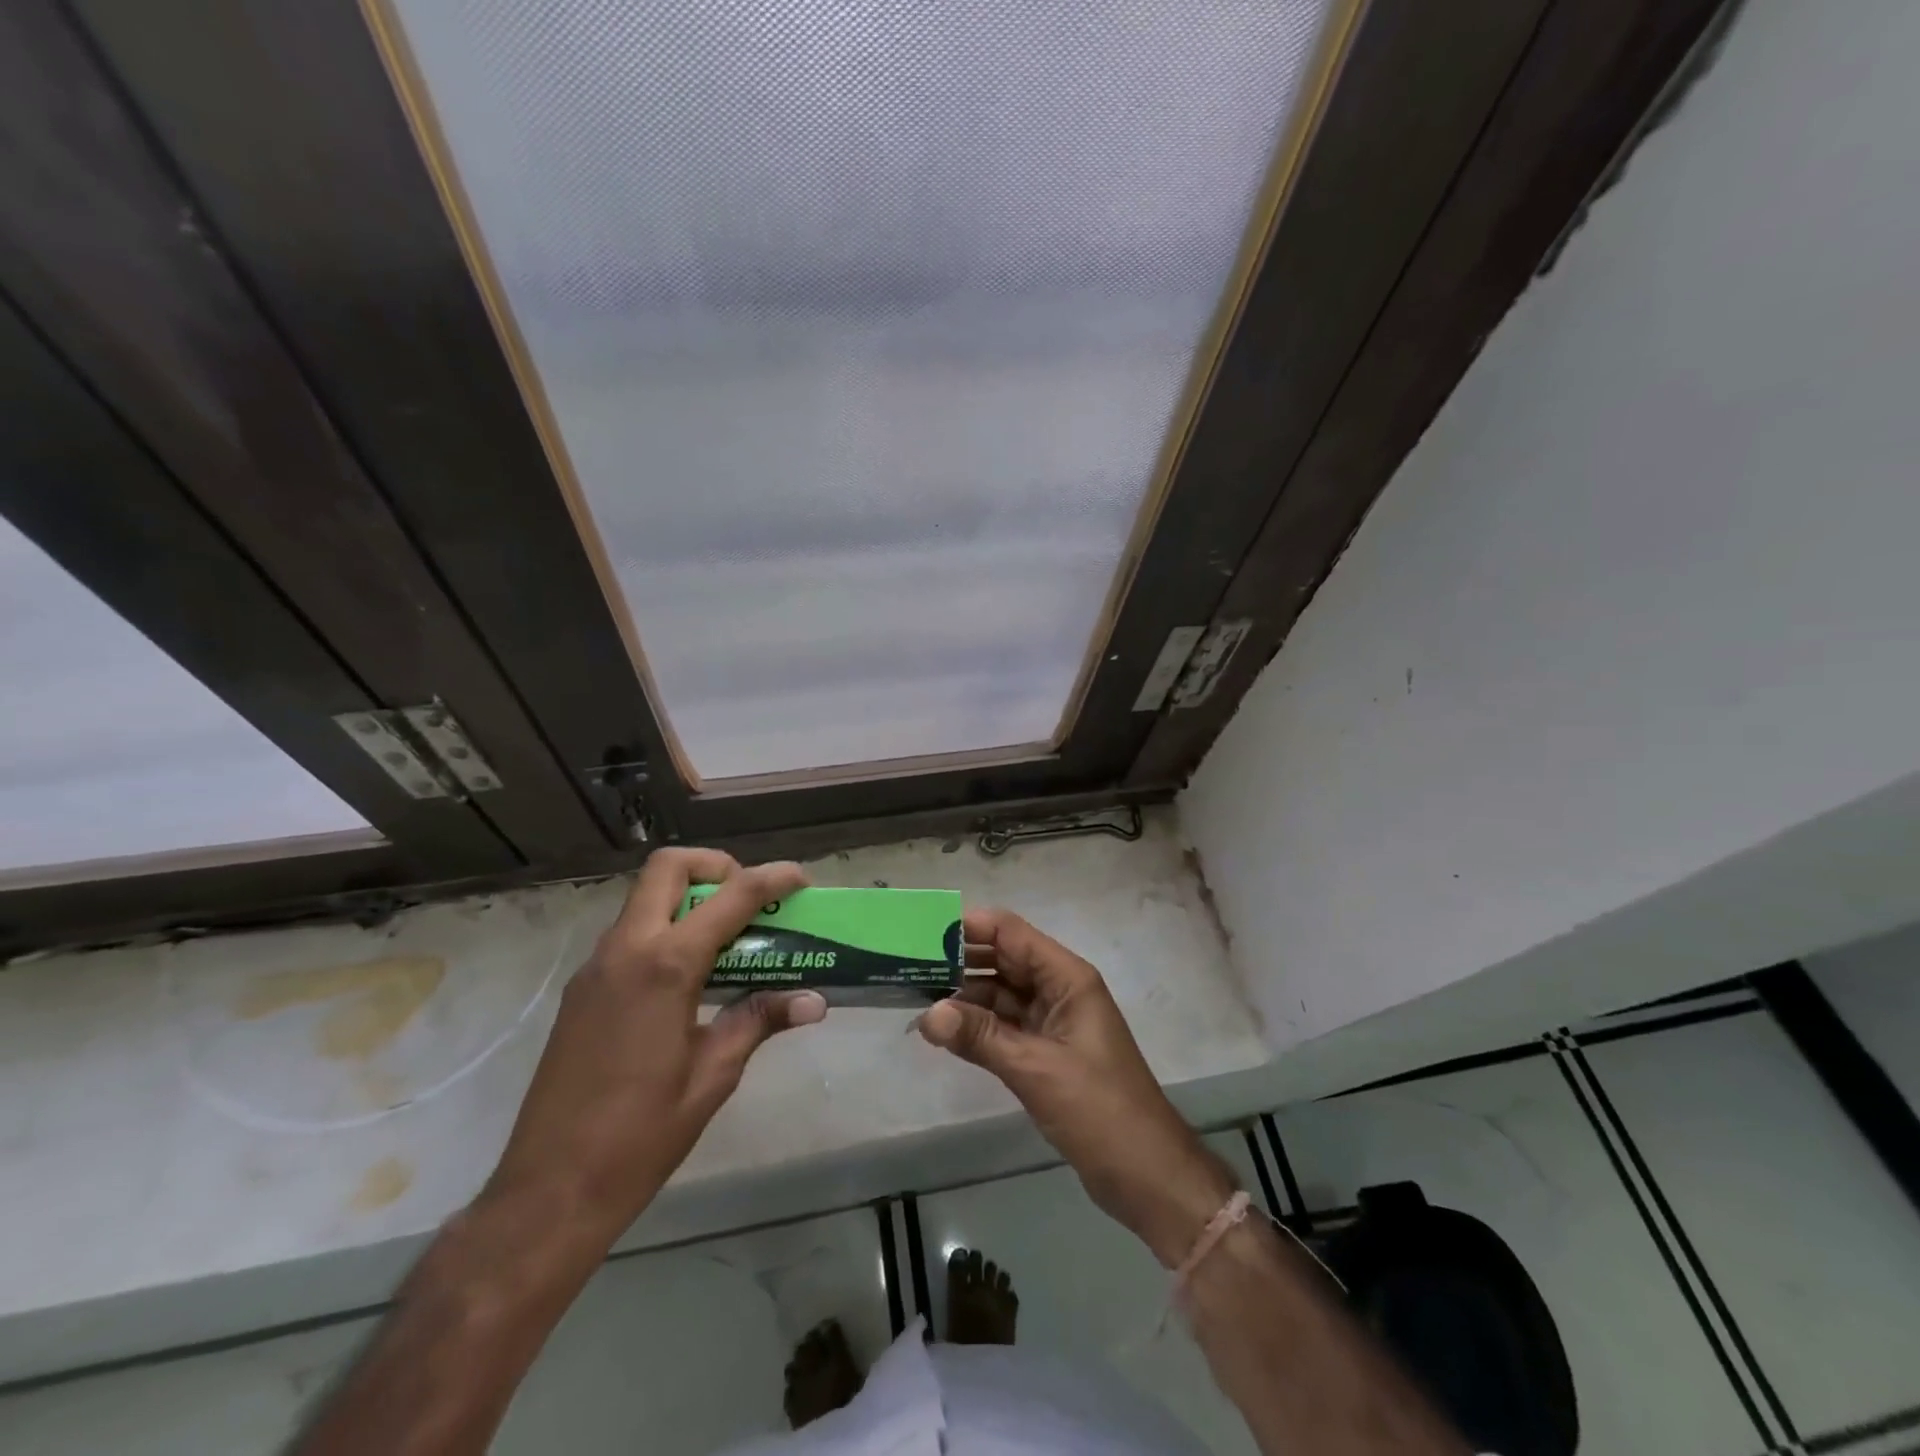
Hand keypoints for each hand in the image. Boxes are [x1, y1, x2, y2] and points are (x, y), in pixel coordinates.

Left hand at [487, 849, 827, 1247]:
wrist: (549, 1192)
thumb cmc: (640, 1136)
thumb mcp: (712, 1076)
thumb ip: (759, 1021)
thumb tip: (815, 1001)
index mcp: (664, 966)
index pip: (729, 897)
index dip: (771, 879)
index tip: (801, 879)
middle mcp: (625, 950)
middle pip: (668, 868)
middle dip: (715, 866)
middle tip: (749, 898)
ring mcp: (596, 968)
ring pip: (645, 898)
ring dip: (689, 897)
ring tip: (728, 938)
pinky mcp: (582, 990)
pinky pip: (629, 933)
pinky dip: (665, 928)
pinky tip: (690, 977)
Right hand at [918, 908, 1235, 1266]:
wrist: (1146, 1174)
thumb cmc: (1099, 1110)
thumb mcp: (1035, 1069)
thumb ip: (981, 1037)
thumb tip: (926, 1014)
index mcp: (1067, 978)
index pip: (1011, 934)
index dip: (970, 928)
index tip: (922, 933)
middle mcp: (1059, 990)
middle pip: (1003, 960)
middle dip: (960, 960)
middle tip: (907, 965)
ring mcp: (1053, 1022)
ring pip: (1001, 994)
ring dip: (964, 996)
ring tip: (914, 996)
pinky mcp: (1046, 1053)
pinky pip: (1004, 1026)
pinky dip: (977, 1026)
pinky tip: (942, 1030)